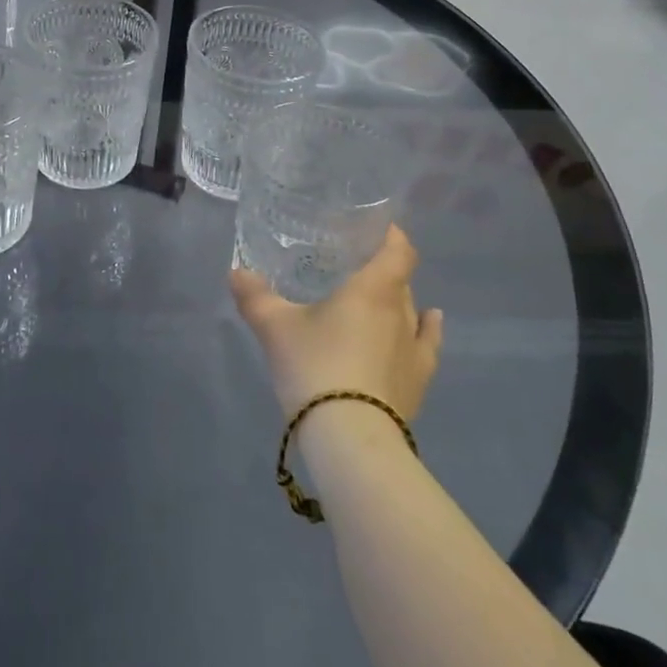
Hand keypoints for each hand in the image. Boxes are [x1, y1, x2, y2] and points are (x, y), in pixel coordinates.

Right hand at [230, 226, 442, 420]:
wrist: (350, 439)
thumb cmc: (315, 367)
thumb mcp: (275, 328)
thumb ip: (255, 296)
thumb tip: (236, 272)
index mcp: (373, 290)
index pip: (398, 251)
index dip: (392, 236)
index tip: (377, 228)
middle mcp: (401, 313)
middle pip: (400, 281)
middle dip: (382, 270)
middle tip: (353, 268)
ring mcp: (415, 350)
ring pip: (411, 312)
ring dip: (397, 302)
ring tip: (377, 299)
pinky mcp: (419, 383)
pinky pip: (427, 344)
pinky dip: (427, 329)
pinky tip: (430, 323)